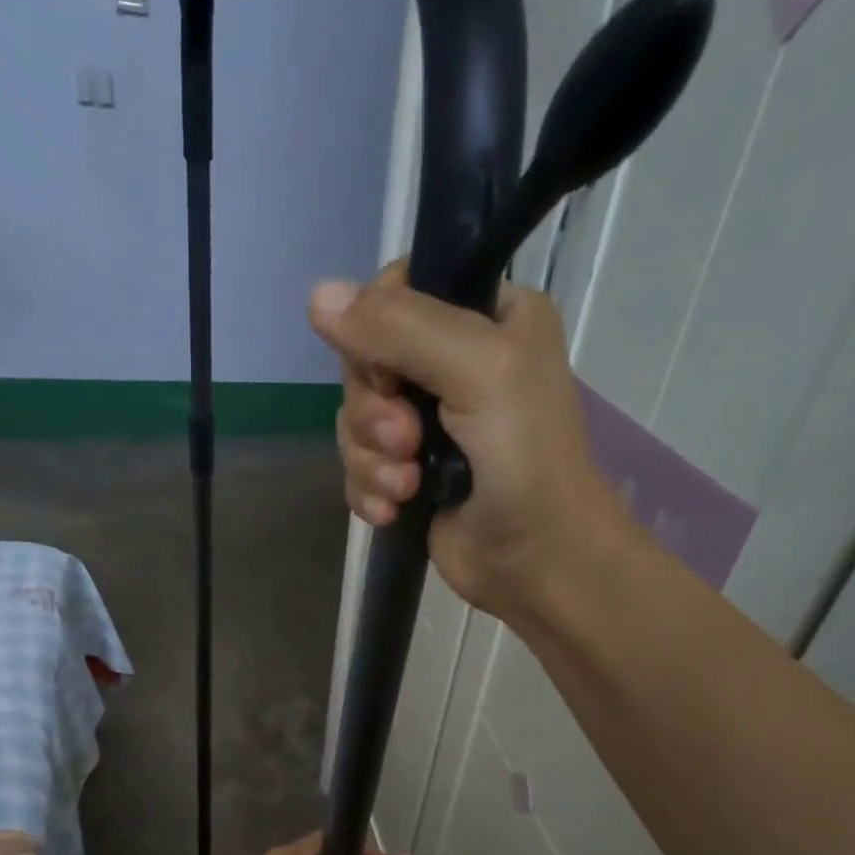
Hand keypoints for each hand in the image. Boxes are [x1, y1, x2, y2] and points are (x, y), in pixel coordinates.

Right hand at [309, 264, 622, 619]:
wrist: (539, 561)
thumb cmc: (525, 458)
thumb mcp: (478, 370)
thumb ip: (399, 327)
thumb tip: (315, 297)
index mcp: (486, 317)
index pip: (398, 292)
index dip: (375, 332)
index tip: (391, 373)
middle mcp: (454, 364)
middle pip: (366, 363)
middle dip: (375, 412)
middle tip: (408, 442)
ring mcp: (429, 426)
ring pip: (356, 421)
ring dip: (372, 459)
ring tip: (408, 487)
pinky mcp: (411, 476)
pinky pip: (359, 468)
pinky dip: (369, 490)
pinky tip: (393, 512)